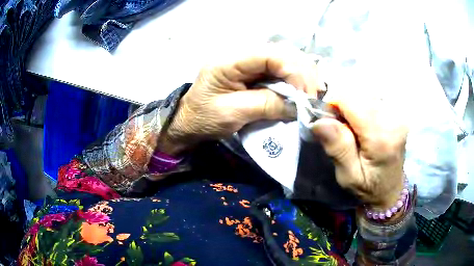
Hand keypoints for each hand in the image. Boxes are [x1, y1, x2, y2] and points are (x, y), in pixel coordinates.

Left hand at [159, 43, 323, 154]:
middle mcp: (242, 54)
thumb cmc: (204, 118)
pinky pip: (281, 71)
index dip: (295, 72)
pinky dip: (295, 82)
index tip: (307, 96)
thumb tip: (298, 105)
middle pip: (283, 53)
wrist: (189, 121)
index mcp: (230, 60)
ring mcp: (250, 62)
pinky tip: (302, 93)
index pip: (272, 54)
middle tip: (313, 97)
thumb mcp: (232, 113)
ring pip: (286, 60)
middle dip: (303, 74)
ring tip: (311, 96)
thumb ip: (266, 105)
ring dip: (302, 77)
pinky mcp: (255, 72)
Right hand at [311, 97, 407, 209]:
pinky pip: (373, 96)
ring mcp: (397, 114)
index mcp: (382, 138)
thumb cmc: (368, 187)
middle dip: (343, 104)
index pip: (352, 100)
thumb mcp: (348, 177)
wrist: (390, 189)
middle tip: (340, 126)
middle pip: (359, 93)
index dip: (334, 104)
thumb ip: (338, 149)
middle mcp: (394, 120)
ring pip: (365, 92)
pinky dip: (362, 104)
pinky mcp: (397, 112)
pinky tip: (363, 121)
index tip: (328, 121)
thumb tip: (319, 121)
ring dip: (353, 104)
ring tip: (352, 126)